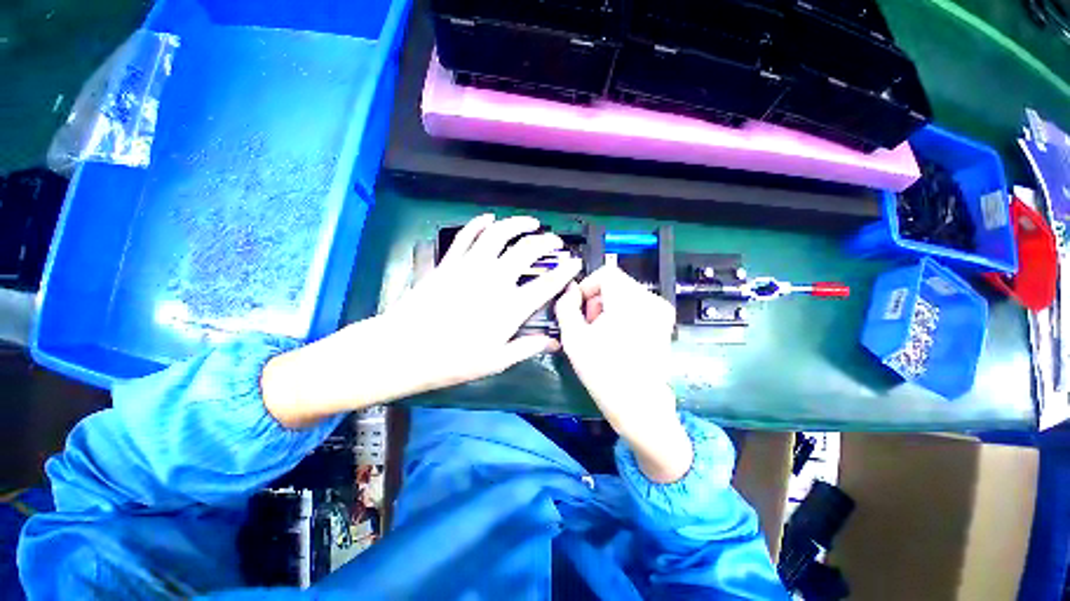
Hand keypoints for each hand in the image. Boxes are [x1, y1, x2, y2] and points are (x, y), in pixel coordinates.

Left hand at [263, 215, 580, 427]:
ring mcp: (471, 266)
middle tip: (556, 242)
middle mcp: (495, 280)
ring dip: (519, 224)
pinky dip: (479, 223)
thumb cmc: (453, 360)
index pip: (547, 283)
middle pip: (528, 250)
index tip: (575, 263)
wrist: (405, 349)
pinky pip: (467, 235)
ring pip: (500, 234)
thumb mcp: (496, 361)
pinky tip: (489, 218)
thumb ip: (527, 347)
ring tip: (531, 223)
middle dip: (548, 242)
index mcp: (510, 306)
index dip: (566, 271)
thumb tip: (554, 342)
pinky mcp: (450, 262)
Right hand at [555, 266, 691, 482]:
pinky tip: (616, 337)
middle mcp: (651, 300)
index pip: (605, 273)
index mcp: (630, 300)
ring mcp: (661, 311)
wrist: (639, 405)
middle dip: (597, 300)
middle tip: (589, 326)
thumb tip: (569, 290)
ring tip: (601, 334)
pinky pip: (636, 306)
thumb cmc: (603, 372)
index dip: (587, 287)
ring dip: (608, 308)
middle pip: (615, 283)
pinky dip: (622, 315)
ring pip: (625, 294)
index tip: (579, 309)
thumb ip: (565, 306)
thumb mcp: (573, 337)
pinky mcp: (664, 323)